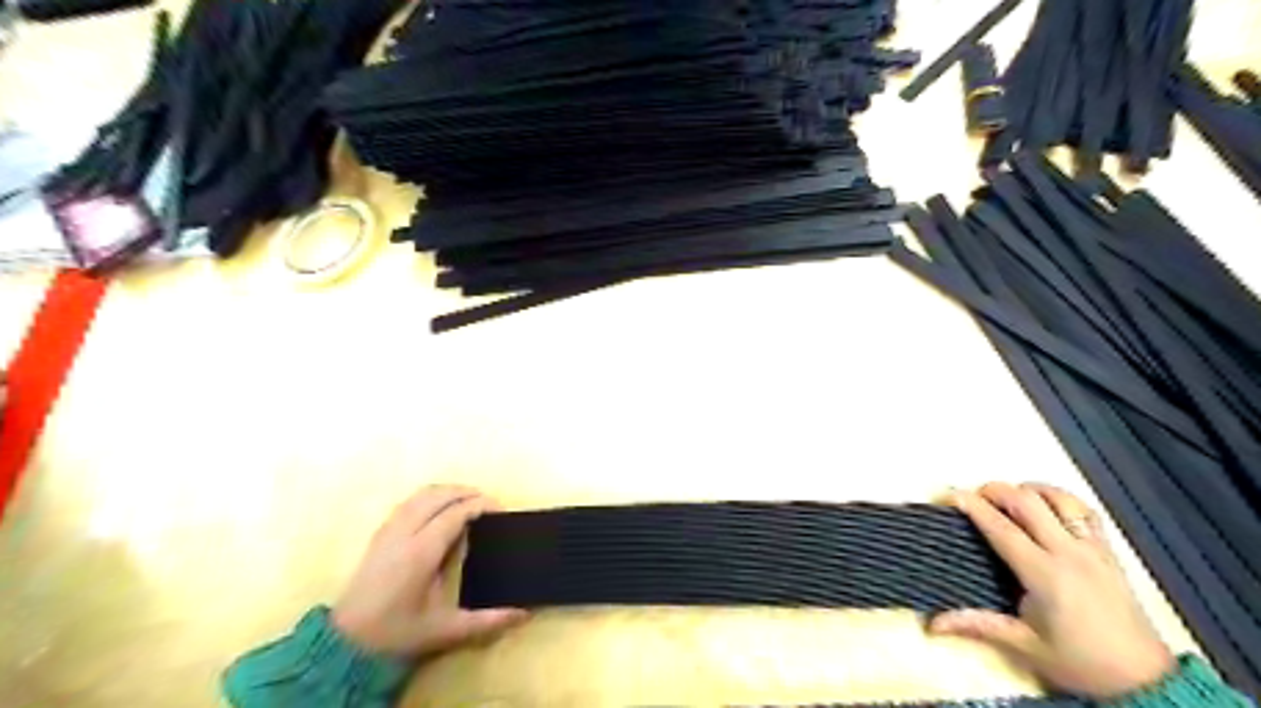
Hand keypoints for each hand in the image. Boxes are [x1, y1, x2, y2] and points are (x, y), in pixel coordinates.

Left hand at [330, 486, 528, 658]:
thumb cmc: (397, 633)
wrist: (345, 644)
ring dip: (448, 491)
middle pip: (439, 495)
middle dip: (467, 492)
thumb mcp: (445, 630)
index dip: (481, 505)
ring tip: (469, 501)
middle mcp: (404, 533)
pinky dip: (430, 497)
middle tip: (490, 504)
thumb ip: (486, 620)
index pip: (456, 513)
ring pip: (422, 495)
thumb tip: (524, 613)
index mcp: (421, 552)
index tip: (501, 510)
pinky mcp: (379, 534)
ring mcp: (389, 530)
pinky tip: (440, 510)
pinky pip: (409, 502)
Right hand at [929, 480, 1177, 697]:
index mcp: (1044, 574)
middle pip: (1027, 501)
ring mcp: (1093, 549)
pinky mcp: (1109, 551)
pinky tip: (1046, 504)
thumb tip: (932, 624)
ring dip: (1028, 490)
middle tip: (973, 498)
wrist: (1145, 681)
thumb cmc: (1079, 662)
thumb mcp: (1024, 646)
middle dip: (994, 490)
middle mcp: (1068, 553)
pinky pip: (1085, 510)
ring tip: (1008, 499)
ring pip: (1058, 498)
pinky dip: (1060, 498)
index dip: (971, 505)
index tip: (948, 495)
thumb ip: (978, 625)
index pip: (1000, 527)